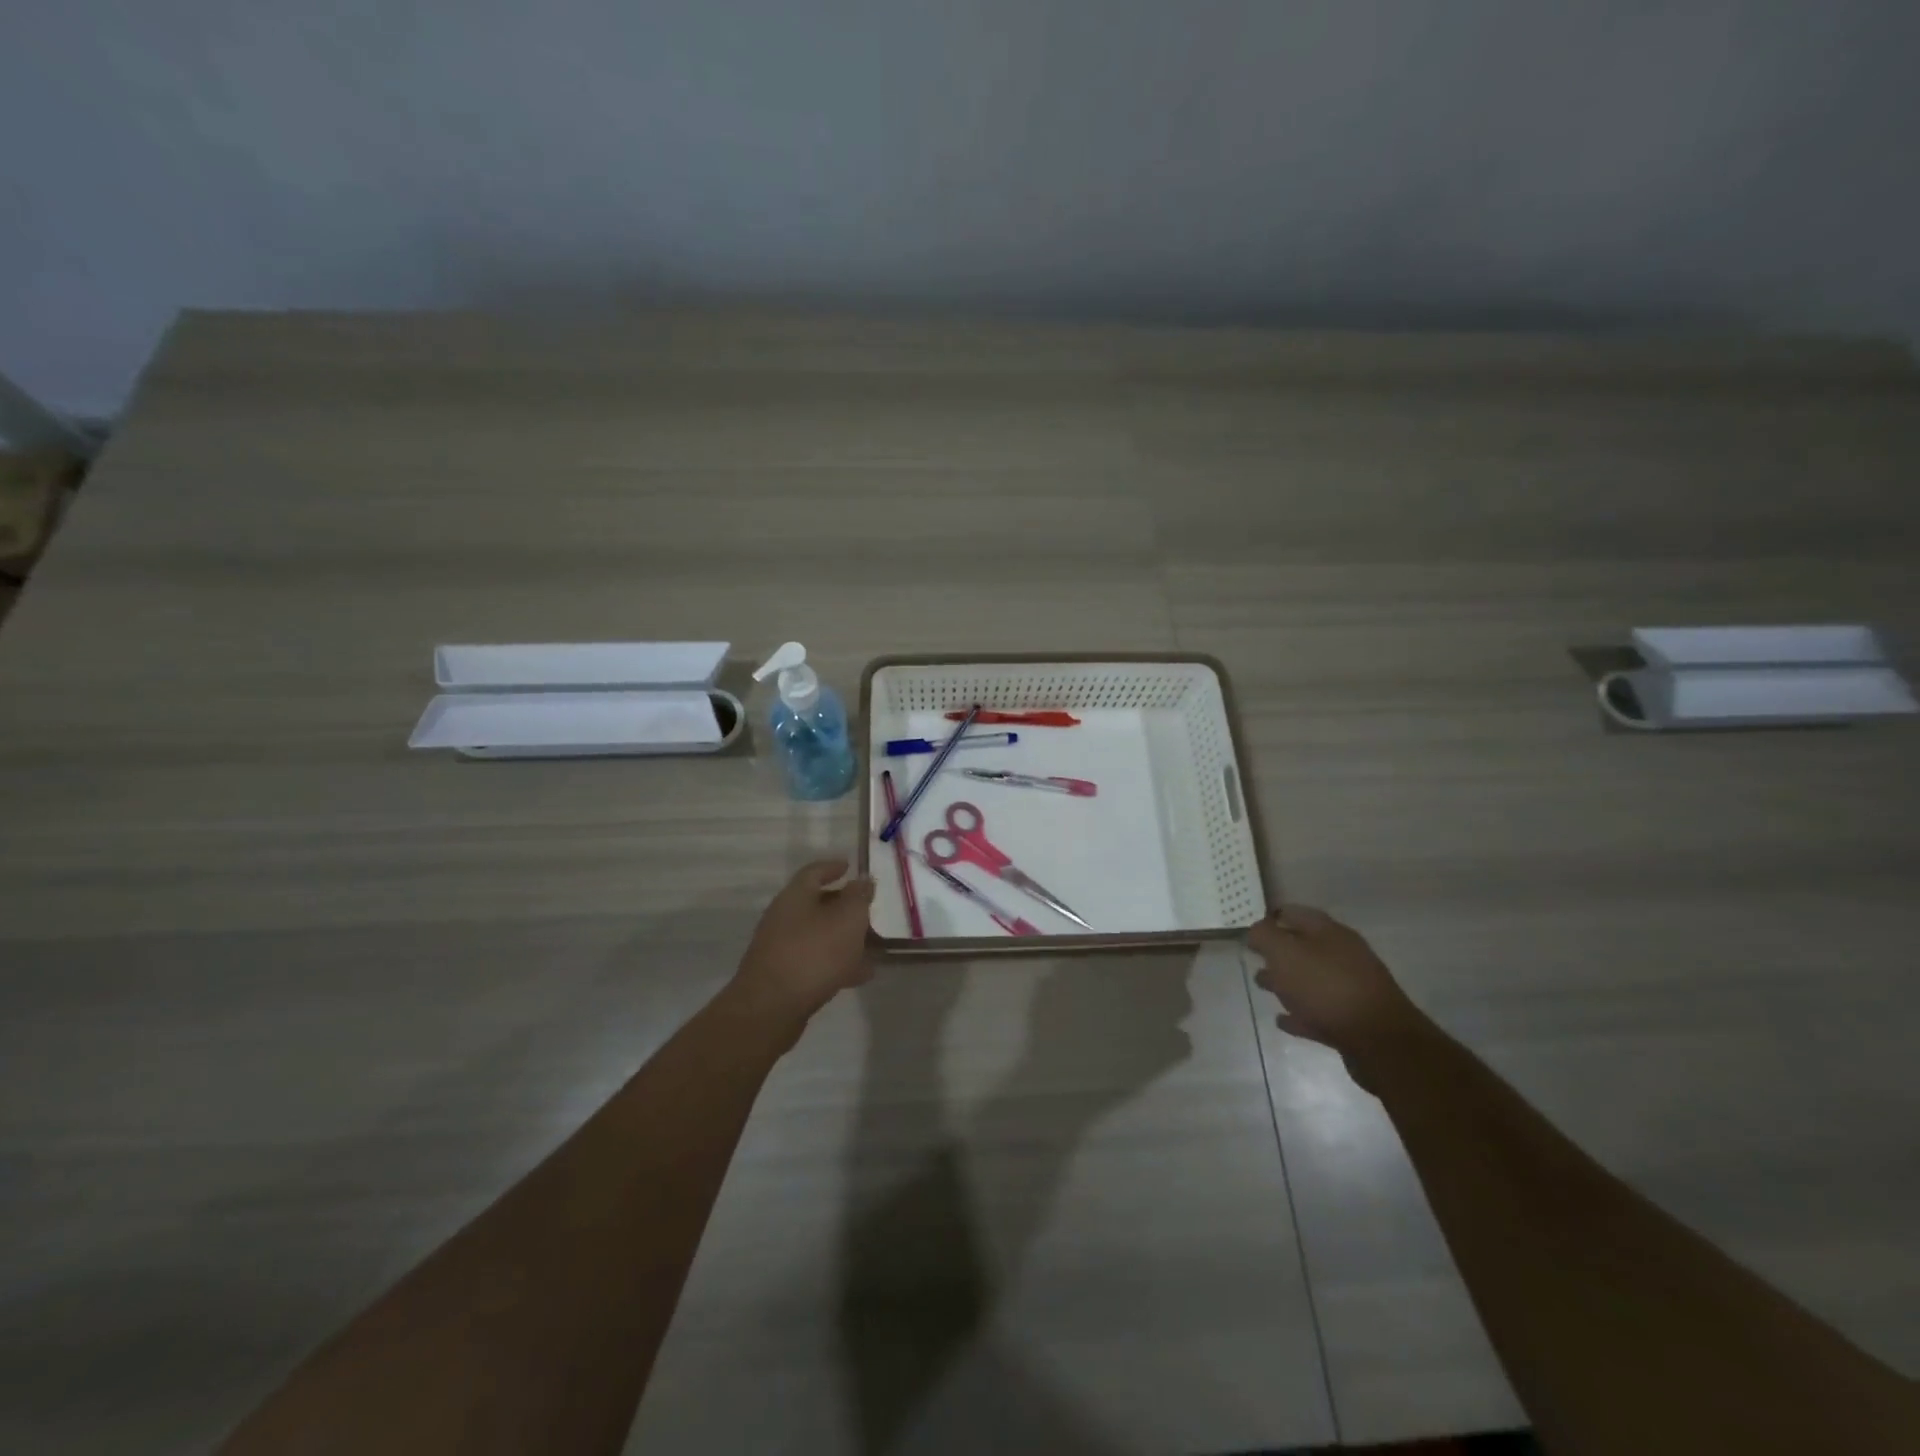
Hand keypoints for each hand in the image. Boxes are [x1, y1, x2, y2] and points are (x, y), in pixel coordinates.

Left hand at [727, 859, 875, 1026]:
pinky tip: (861, 974)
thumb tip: (862, 881)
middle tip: (868, 910)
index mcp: (795, 896)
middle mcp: (784, 917)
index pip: (814, 872)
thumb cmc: (813, 953)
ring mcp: (781, 948)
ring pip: (819, 934)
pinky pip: (816, 961)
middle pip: (817, 904)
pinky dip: (838, 962)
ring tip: (873, 945)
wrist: (770, 1008)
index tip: (849, 867)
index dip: (833, 867)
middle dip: (844, 906)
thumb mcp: (847, 919)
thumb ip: (859, 897)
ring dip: (844, 937)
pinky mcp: (783, 976)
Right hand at [1246, 904, 1424, 1087]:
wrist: (1379, 1040)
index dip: (1271, 918)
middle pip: (1304, 947)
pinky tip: (1284, 1020)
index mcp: (1329, 932)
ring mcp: (1351, 988)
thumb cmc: (1325, 986)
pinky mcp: (1353, 1021)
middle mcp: (1343, 955)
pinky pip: (1318, 1011)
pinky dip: (1300, 1013)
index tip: (1251, 929)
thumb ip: (1264, 936)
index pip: (1294, 913)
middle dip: (1278, 952)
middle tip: (1255, 958)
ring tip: (1263, 986)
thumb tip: (1256, 930)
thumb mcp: (1284, 952)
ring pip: (1311, 979)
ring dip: (1286, 982)